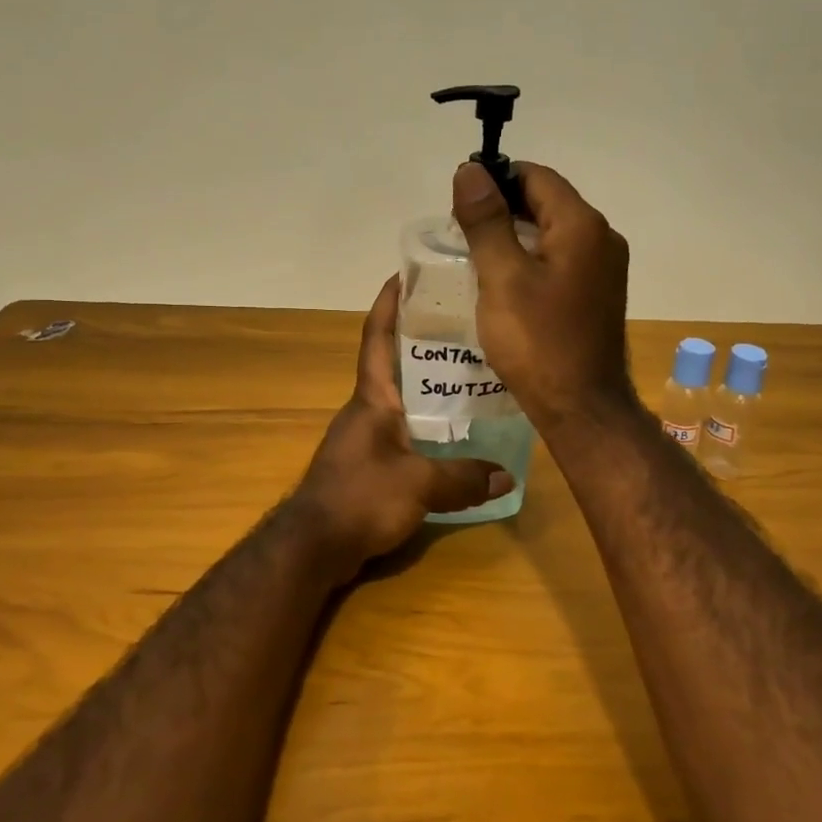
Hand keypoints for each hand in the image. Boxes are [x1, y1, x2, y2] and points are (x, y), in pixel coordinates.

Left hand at [289, 275, 513, 572]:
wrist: (314, 547)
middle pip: (396, 364)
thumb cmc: (360, 498)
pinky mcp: (369, 465)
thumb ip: (464, 477)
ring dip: (430, 386)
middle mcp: (367, 410)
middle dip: (424, 341)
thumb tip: (508, 476)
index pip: (378, 337)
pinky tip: (456, 435)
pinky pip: (405, 433)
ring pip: (403, 400)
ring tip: (473, 376)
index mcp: (372, 398)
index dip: (389, 303)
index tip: (405, 273)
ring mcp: (366, 438)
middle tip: (466, 325)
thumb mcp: (419, 485)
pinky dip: (428, 426)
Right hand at [451, 160, 635, 434]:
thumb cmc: (538, 342)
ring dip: (515, 235)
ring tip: (475, 256)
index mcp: (582, 226)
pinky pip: (561, 260)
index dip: (496, 179)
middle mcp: (602, 239)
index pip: (536, 177)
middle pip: (547, 202)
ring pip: (553, 233)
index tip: (460, 201)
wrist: (581, 407)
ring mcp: (604, 269)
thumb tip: (470, 170)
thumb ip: (486, 221)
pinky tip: (504, 282)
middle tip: (461, 231)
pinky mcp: (597, 294)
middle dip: (503, 208)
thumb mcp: (502, 277)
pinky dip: (531, 260)